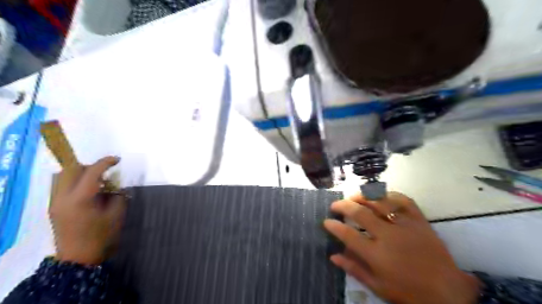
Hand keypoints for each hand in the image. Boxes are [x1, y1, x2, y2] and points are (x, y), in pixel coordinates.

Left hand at [49, 157, 125, 265]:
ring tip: (95, 181)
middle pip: (71, 170)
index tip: (118, 160)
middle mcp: (63, 197)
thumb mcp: (116, 215)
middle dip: (90, 166)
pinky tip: (86, 190)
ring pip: (62, 176)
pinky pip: (60, 185)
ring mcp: (55, 202)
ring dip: (79, 173)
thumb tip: (117, 186)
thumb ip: (118, 196)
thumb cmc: (101, 236)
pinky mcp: (54, 207)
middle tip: (105, 172)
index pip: (91, 172)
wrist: (79, 258)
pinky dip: (73, 181)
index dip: (105, 162)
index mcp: (81, 199)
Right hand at [320, 193, 477, 303]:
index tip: (326, 221)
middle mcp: (388, 235)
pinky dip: (390, 195)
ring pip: (379, 202)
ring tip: (353, 197)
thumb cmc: (409, 292)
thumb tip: (333, 256)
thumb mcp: (378, 287)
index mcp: (377, 254)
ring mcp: (405, 225)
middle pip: (360, 212)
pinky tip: (380, 196)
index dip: (334, 226)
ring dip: (363, 196)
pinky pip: (403, 200)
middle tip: (335, 205)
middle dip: (343, 205)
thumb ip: (354, 269)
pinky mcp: (419, 220)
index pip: (348, 235)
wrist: (449, 293)